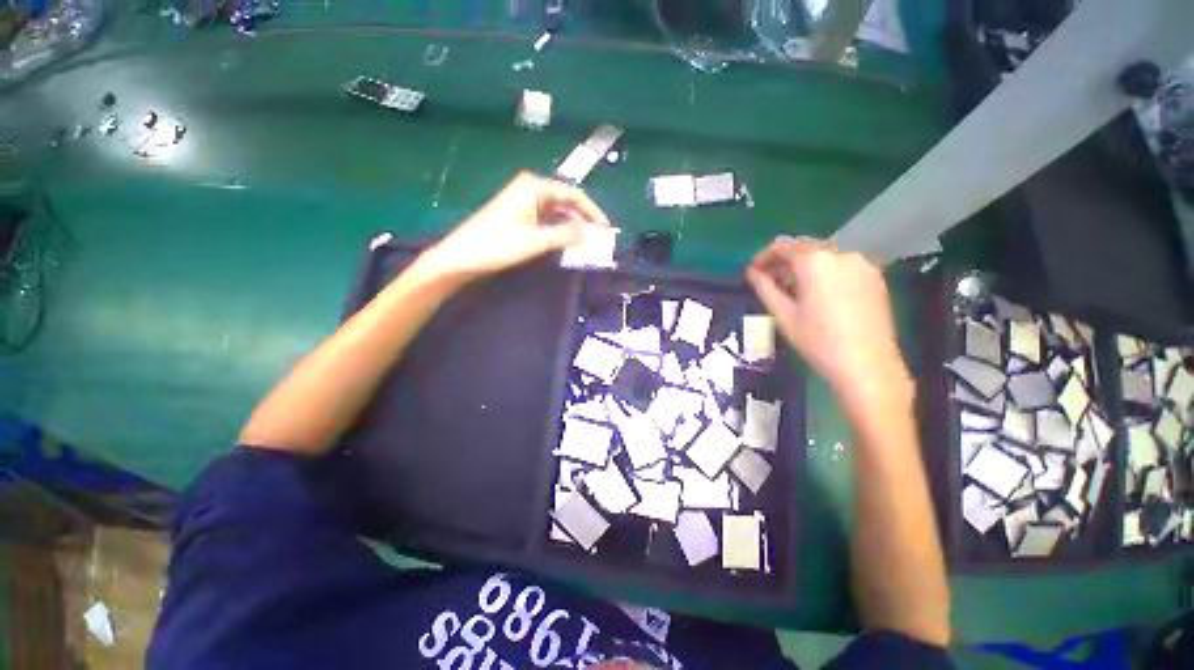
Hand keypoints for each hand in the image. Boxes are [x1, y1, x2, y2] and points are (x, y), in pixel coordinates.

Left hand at [421, 172, 611, 280]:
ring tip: (585, 243)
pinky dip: (558, 231)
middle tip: (598, 238)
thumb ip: (566, 235)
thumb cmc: (498, 244)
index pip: (574, 194)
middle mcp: (530, 189)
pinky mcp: (518, 216)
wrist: (462, 256)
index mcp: (535, 186)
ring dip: (571, 227)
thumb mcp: (536, 240)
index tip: (606, 229)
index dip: (593, 211)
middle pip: (566, 202)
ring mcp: (523, 202)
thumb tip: (590, 233)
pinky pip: (546, 220)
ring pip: (556, 212)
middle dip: (583, 219)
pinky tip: (566, 242)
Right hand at [746, 236, 909, 402]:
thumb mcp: (783, 314)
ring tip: (793, 291)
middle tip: (770, 283)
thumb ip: (765, 287)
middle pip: (804, 249)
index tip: (753, 273)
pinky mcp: (875, 277)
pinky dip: (824, 273)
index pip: (782, 247)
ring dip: (803, 268)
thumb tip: (752, 273)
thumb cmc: (818, 341)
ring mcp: (862, 264)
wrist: (867, 365)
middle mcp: (841, 254)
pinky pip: (842, 266)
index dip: (763, 257)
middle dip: (784, 263)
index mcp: (815, 262)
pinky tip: (818, 295)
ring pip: (823, 257)